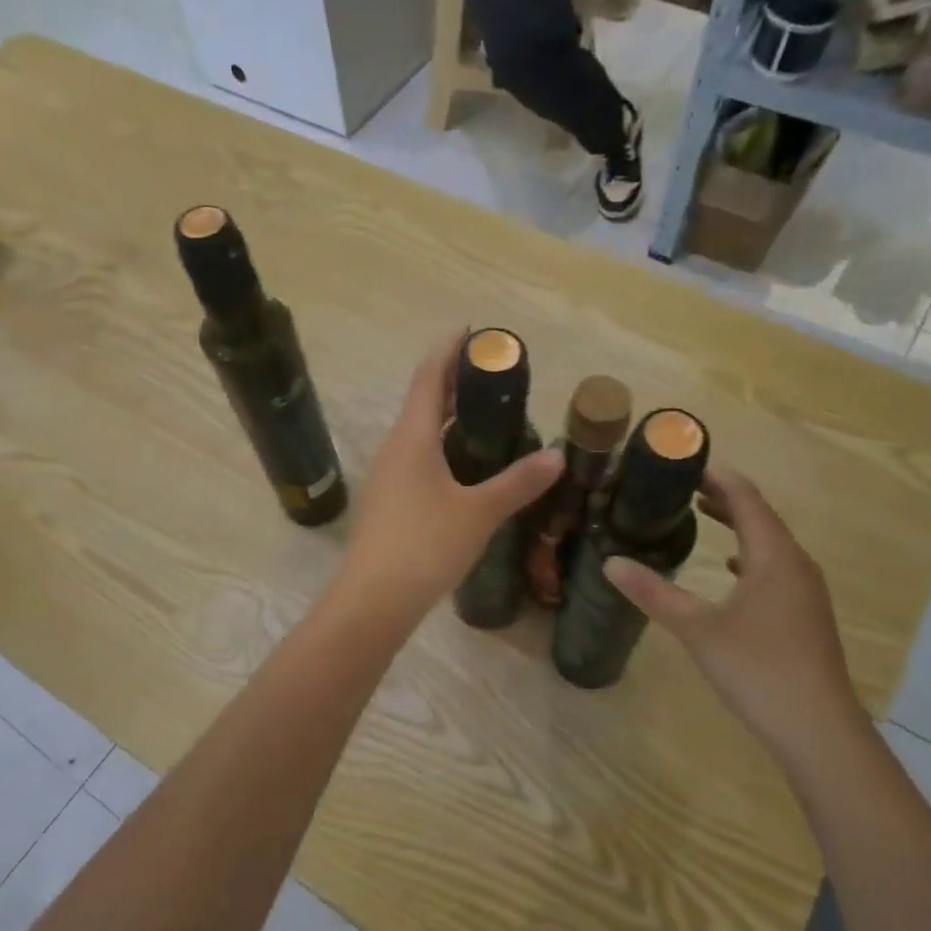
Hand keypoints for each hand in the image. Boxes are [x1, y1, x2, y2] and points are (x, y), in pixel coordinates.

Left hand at [340, 331, 561, 617]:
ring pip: (418, 433)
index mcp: (411, 438)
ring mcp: (387, 477)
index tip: (472, 330)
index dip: (449, 349)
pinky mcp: (388, 502)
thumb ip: (517, 483)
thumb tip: (556, 455)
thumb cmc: (425, 546)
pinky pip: (416, 459)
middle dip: (453, 382)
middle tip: (492, 374)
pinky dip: (441, 448)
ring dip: (446, 417)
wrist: (374, 600)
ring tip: (483, 415)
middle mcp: (394, 448)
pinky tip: (463, 467)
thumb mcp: (478, 513)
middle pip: (422, 402)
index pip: (428, 377)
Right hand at [604, 466, 868, 757]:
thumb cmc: (758, 668)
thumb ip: (654, 593)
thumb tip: (610, 563)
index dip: (716, 476)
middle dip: (723, 496)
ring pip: (769, 542)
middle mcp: (795, 563)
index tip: (683, 462)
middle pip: (760, 515)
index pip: (746, 497)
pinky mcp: (805, 613)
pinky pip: (775, 567)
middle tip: (682, 485)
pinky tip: (730, 569)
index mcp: (773, 556)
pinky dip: (749, 555)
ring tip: (701, 514)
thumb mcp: (697, 629)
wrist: (817, 728)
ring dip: (737, 524)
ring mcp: (805, 590)